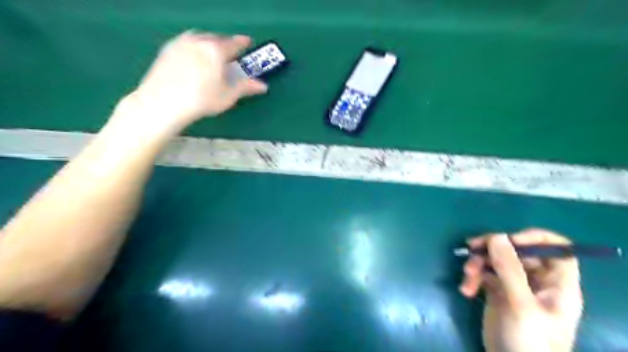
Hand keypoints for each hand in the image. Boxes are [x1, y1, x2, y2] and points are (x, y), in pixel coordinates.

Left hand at [117, 31, 267, 132]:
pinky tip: (194, 58)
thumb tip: (263, 86)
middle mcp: (198, 40)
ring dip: (209, 43)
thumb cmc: (202, 99)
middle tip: (230, 53)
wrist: (163, 102)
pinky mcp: (167, 49)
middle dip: (225, 44)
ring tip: (212, 54)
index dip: (243, 43)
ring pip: (200, 38)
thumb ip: (246, 87)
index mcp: (216, 50)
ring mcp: (180, 43)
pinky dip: (194, 47)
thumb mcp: (228, 95)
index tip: (248, 42)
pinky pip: (186, 42)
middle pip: (216, 39)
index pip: (234, 43)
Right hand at [457, 230, 583, 351]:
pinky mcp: (497, 293)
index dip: (534, 239)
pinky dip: (473, 278)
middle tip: (472, 247)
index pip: (556, 249)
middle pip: (517, 251)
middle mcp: (537, 281)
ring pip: (496, 261)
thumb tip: (497, 236)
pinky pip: (484, 275)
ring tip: (467, 275)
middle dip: (493, 249)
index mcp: (556, 284)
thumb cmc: (529, 340)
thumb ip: (510, 269)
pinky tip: (466, 290)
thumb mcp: (520, 304)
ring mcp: (515, 286)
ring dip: (478, 264)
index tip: (509, 239)